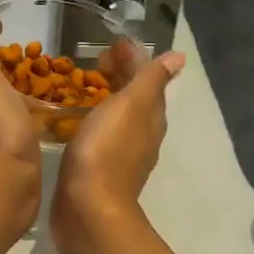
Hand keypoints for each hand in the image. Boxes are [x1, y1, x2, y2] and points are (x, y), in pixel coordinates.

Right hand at [51, 48, 185, 253]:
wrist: (87, 209)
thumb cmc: (106, 150)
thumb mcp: (130, 106)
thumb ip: (150, 80)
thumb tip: (179, 58)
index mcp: (150, 118)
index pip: (148, 79)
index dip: (133, 59)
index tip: (111, 44)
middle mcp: (141, 135)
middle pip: (134, 97)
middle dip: (119, 75)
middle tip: (94, 61)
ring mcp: (120, 154)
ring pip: (118, 116)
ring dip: (105, 96)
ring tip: (82, 84)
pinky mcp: (97, 169)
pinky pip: (100, 134)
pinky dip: (92, 118)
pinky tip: (74, 118)